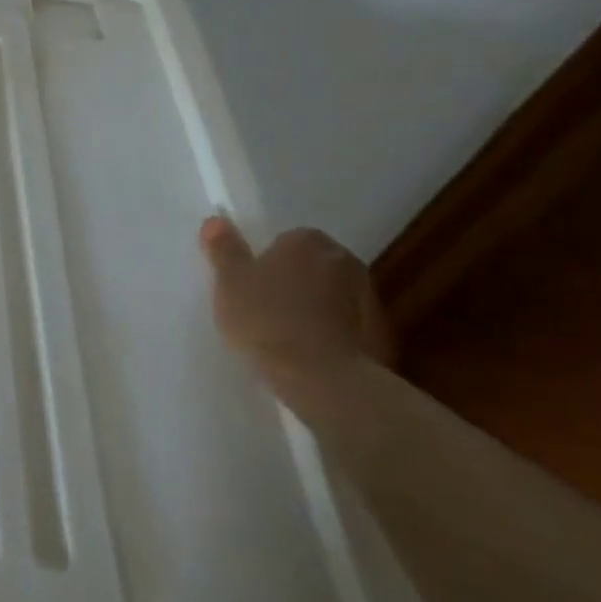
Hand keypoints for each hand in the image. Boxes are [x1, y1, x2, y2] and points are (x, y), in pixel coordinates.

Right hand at [198, 216, 394, 385]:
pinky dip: (335, 336)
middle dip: (295, 281)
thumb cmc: (267, 320)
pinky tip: (312, 357)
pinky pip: (350, 328)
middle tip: (266, 308)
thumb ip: (224, 249)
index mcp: (308, 241)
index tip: (252, 285)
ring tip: (289, 337)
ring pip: (335, 296)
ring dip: (318, 308)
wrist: (325, 381)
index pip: (286, 240)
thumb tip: (216, 221)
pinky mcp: (384, 338)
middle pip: (313, 266)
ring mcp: (371, 300)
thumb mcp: (229, 282)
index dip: (266, 261)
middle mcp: (345, 261)